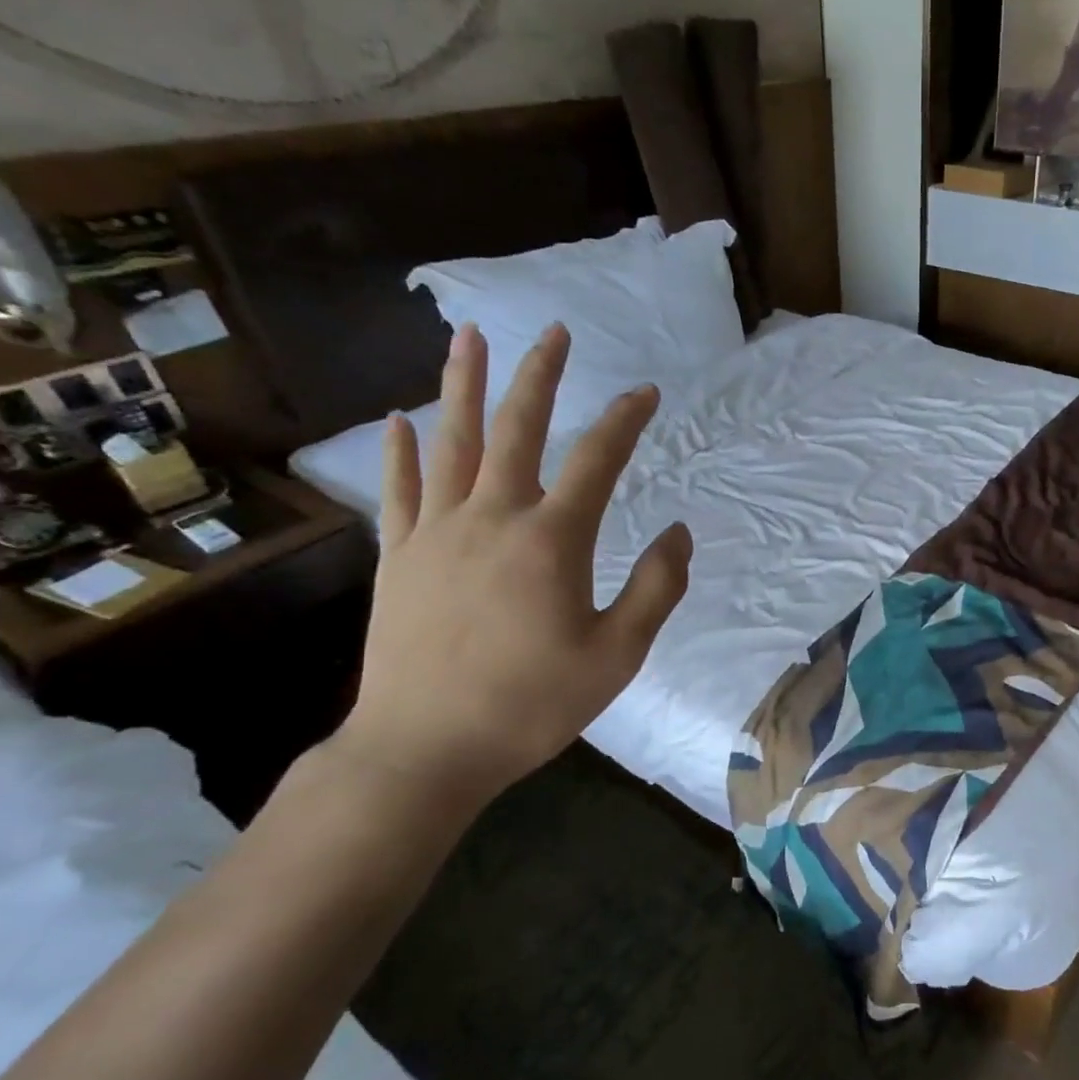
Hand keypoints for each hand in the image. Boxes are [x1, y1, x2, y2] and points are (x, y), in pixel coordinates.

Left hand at [336, 323, 691, 810]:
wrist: (426, 748)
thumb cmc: (533, 704)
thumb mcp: (619, 654)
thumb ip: (656, 587)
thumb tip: (679, 532)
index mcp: (552, 540)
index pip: (596, 460)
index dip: (624, 420)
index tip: (645, 392)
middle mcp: (492, 518)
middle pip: (518, 430)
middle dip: (540, 376)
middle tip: (554, 331)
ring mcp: (436, 534)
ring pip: (452, 443)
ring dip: (463, 386)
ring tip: (471, 337)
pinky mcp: (399, 558)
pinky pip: (400, 491)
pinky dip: (400, 452)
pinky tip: (400, 420)